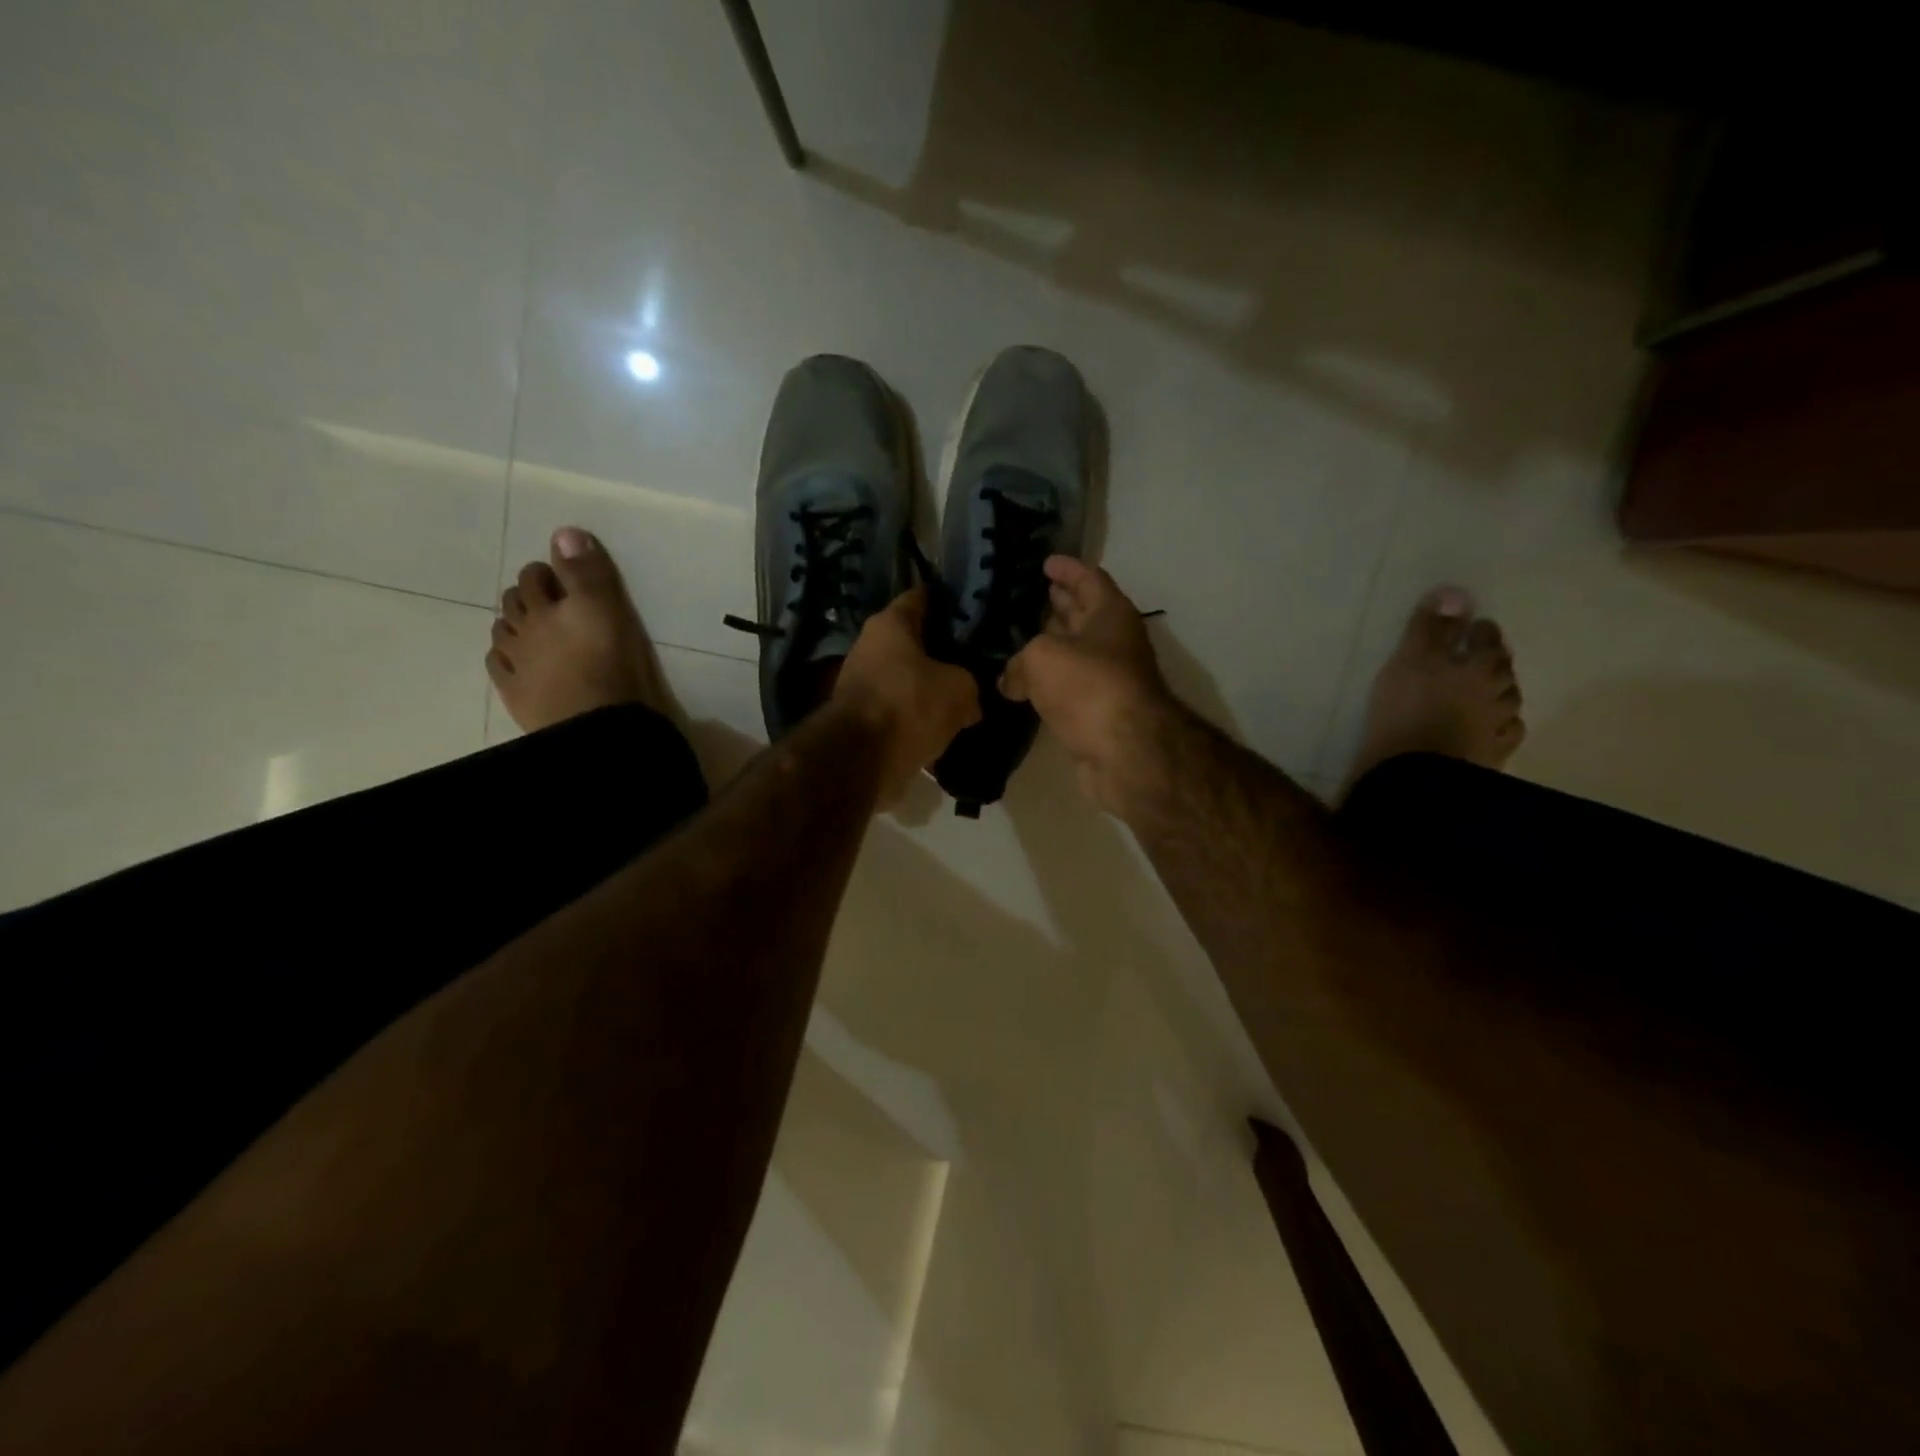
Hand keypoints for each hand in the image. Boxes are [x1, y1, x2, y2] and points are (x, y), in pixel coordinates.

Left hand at [835, 585, 981, 802]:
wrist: (861, 760)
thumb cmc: (909, 705)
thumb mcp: (959, 689)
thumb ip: (969, 685)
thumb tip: (970, 702)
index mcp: (890, 624)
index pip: (921, 597)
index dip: (948, 599)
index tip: (971, 607)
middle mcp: (869, 646)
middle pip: (913, 641)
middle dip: (942, 649)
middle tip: (975, 657)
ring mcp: (861, 683)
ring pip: (907, 678)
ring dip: (929, 687)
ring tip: (964, 696)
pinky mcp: (862, 718)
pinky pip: (899, 710)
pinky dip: (917, 717)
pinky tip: (944, 726)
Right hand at [1000, 557, 1179, 813]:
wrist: (1124, 751)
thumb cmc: (1088, 686)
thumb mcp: (1042, 658)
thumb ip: (1019, 661)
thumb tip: (1009, 681)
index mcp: (1110, 614)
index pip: (1089, 579)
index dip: (1067, 569)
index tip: (1045, 562)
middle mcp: (1113, 642)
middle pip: (1084, 615)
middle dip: (1060, 604)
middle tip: (1030, 595)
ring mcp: (1108, 679)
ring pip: (1074, 653)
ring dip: (1050, 645)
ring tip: (1017, 637)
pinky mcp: (1097, 712)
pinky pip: (1067, 687)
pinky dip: (1047, 682)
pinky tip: (1021, 684)